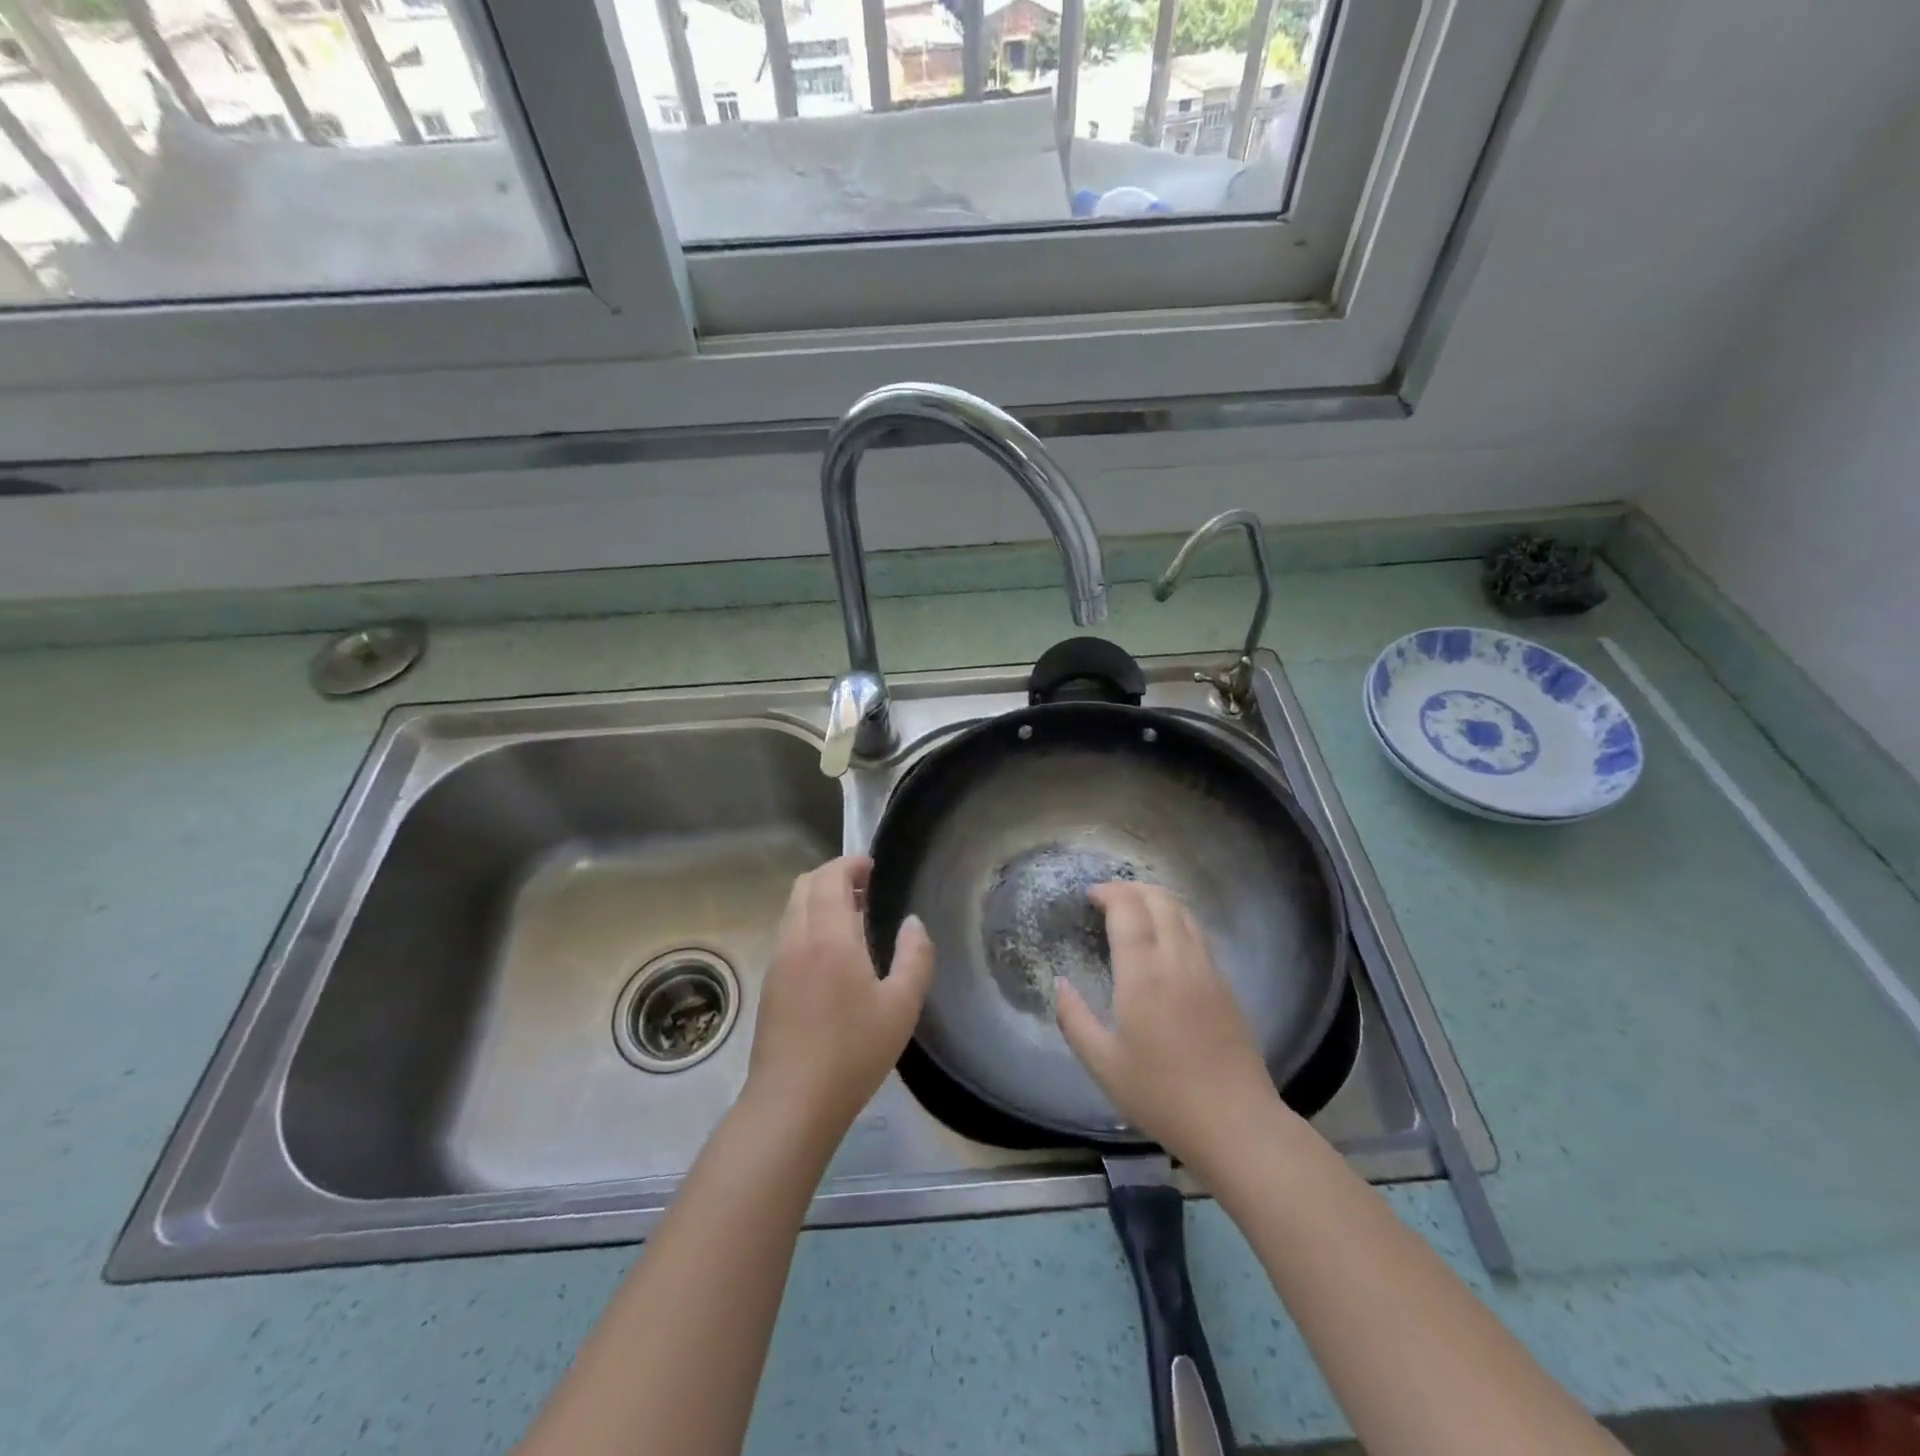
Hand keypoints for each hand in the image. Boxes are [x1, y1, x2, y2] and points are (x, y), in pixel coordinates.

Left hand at [745, 856, 934, 1147]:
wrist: (791, 1102)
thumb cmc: (853, 1052)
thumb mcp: (902, 1006)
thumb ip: (915, 956)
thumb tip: (913, 922)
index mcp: (830, 936)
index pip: (830, 878)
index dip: (850, 863)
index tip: (873, 867)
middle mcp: (797, 938)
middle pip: (805, 884)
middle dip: (833, 875)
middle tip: (865, 888)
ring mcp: (778, 960)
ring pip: (793, 908)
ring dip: (819, 898)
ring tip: (852, 917)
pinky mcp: (770, 982)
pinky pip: (788, 932)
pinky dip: (808, 921)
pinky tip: (831, 952)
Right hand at [1054, 881, 1280, 1166]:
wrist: (1234, 1122)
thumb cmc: (1160, 1094)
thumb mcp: (1102, 1063)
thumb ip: (1074, 1018)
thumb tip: (1059, 984)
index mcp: (1144, 973)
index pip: (1128, 909)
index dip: (1108, 893)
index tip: (1089, 895)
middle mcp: (1178, 959)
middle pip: (1159, 900)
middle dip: (1132, 888)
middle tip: (1108, 897)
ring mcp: (1207, 970)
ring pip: (1184, 913)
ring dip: (1157, 900)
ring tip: (1135, 910)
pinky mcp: (1226, 985)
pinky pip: (1198, 934)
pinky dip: (1177, 920)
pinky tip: (1165, 940)